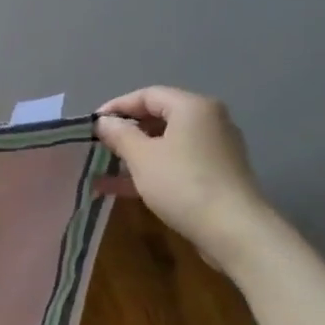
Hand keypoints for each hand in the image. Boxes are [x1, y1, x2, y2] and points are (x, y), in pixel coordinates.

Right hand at [95, 87, 271, 268]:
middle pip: (159, 117)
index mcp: (192, 107)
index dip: (116, 106)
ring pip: (166, 144)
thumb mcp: (141, 156)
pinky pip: (176, 163)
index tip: (92, 124)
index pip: (148, 95)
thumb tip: (103, 122)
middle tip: (99, 145)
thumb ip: (119, 134)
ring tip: (103, 168)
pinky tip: (122, 188)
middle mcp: (209, 121)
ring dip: (134, 155)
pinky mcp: (216, 174)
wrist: (233, 229)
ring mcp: (215, 149)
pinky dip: (151, 171)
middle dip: (126, 131)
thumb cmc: (182, 183)